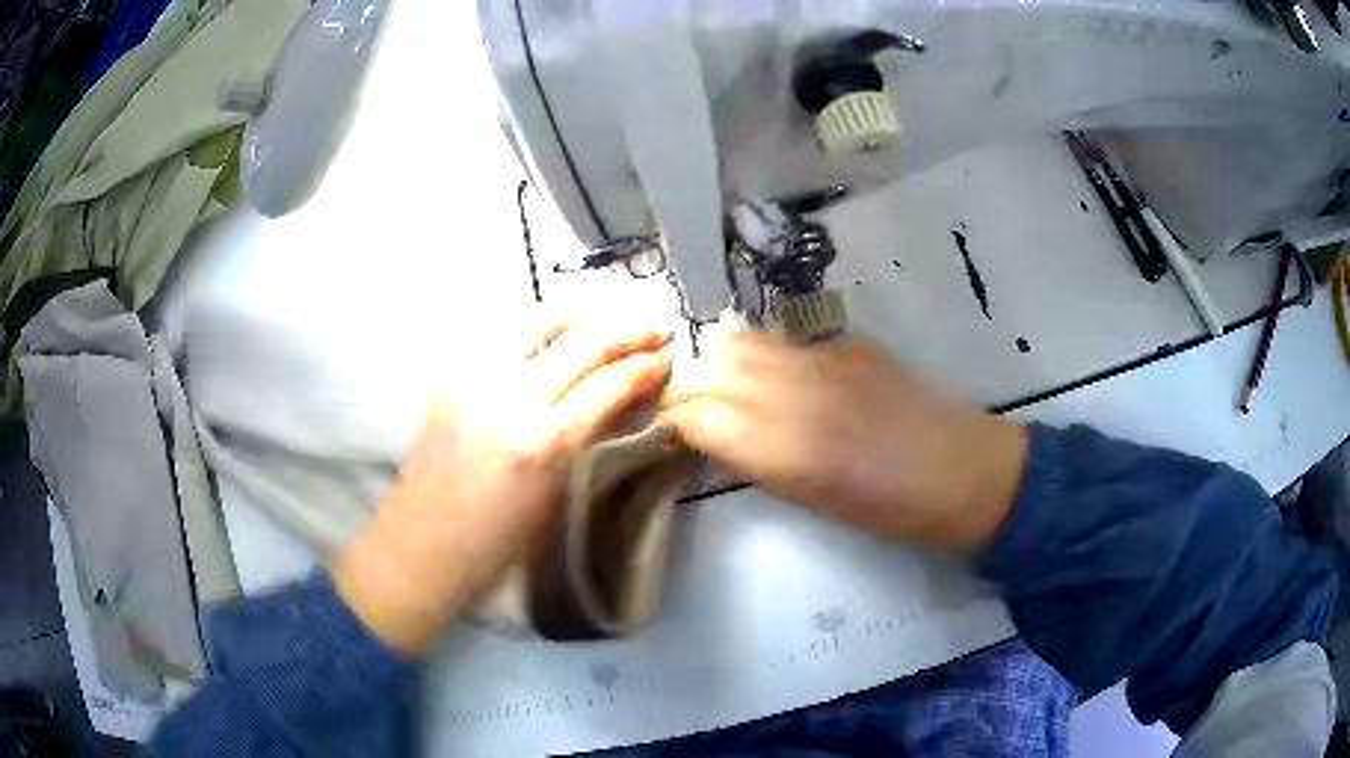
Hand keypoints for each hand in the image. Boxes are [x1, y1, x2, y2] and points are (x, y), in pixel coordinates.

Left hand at [332, 320, 672, 655]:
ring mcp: (475, 380)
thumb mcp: (556, 498)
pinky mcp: (451, 377)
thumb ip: (589, 439)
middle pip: (582, 340)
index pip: (609, 384)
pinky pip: (502, 334)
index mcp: (543, 442)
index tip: (668, 356)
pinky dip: (539, 326)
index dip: (646, 366)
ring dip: (583, 314)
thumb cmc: (496, 546)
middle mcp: (510, 398)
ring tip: (611, 315)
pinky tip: (557, 330)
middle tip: (655, 327)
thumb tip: (624, 401)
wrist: (421, 550)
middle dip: (628, 328)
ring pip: (539, 320)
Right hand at [661, 333, 1027, 546]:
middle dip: (691, 389)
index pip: (697, 414)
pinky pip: (783, 336)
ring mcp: (825, 356)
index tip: (671, 435)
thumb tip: (715, 441)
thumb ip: (758, 463)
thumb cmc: (895, 510)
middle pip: (711, 366)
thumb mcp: (816, 502)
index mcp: (788, 448)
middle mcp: (799, 390)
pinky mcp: (849, 341)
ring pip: (742, 340)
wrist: (967, 471)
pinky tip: (777, 376)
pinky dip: (763, 353)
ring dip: (723, 364)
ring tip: (732, 391)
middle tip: (697, 414)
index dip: (675, 423)